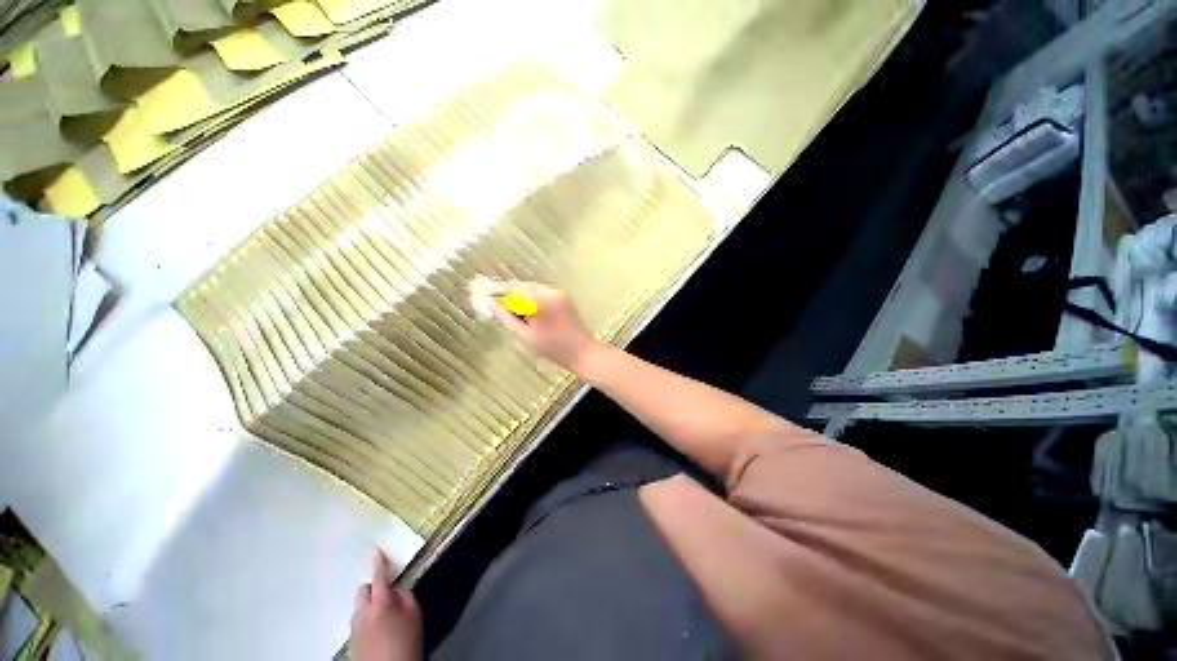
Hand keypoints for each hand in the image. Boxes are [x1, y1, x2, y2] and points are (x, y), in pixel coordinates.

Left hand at [351, 549, 420, 660]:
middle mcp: (362, 613)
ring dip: (370, 605)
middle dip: (373, 588)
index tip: (373, 550)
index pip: (378, 577)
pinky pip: (358, 621)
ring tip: (386, 619)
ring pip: (360, 607)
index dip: (377, 563)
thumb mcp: (415, 615)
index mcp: (380, 603)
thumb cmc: (406, 642)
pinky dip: (367, 620)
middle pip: (363, 590)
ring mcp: (353, 628)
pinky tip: (379, 632)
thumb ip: (405, 596)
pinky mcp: (350, 641)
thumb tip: (396, 590)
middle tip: (388, 595)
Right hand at [490, 281, 599, 371]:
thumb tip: (491, 304)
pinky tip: (528, 313)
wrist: (583, 352)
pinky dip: (532, 299)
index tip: (484, 295)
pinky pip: (542, 293)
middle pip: (522, 286)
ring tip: (512, 312)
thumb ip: (506, 318)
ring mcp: (559, 293)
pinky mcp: (564, 297)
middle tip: (496, 305)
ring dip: (520, 296)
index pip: (512, 289)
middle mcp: (549, 291)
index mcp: (539, 300)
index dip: (497, 291)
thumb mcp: (525, 336)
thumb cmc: (553, 348)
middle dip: (508, 294)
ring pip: (532, 289)